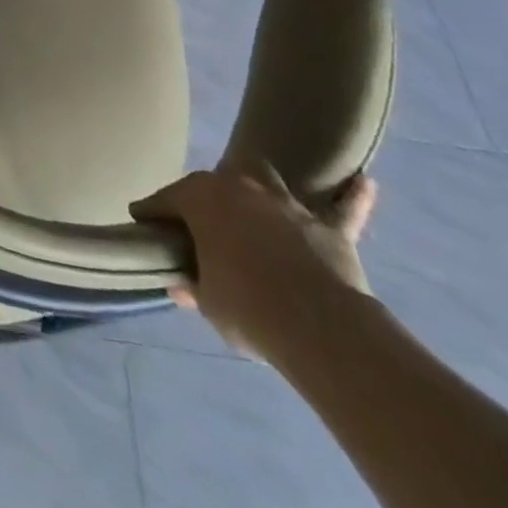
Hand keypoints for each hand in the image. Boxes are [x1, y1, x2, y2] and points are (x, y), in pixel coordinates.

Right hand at [130, 164, 377, 361]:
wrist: (318, 327)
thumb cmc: (247, 307)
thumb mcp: (208, 303)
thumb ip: (193, 286)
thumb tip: (179, 285)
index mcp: (201, 198)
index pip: (165, 201)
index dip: (151, 214)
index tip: (142, 223)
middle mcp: (239, 187)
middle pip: (214, 184)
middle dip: (205, 199)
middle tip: (200, 225)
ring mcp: (286, 204)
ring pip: (268, 180)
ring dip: (260, 187)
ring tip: (256, 198)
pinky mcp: (329, 229)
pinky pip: (344, 209)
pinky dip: (353, 197)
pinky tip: (365, 182)